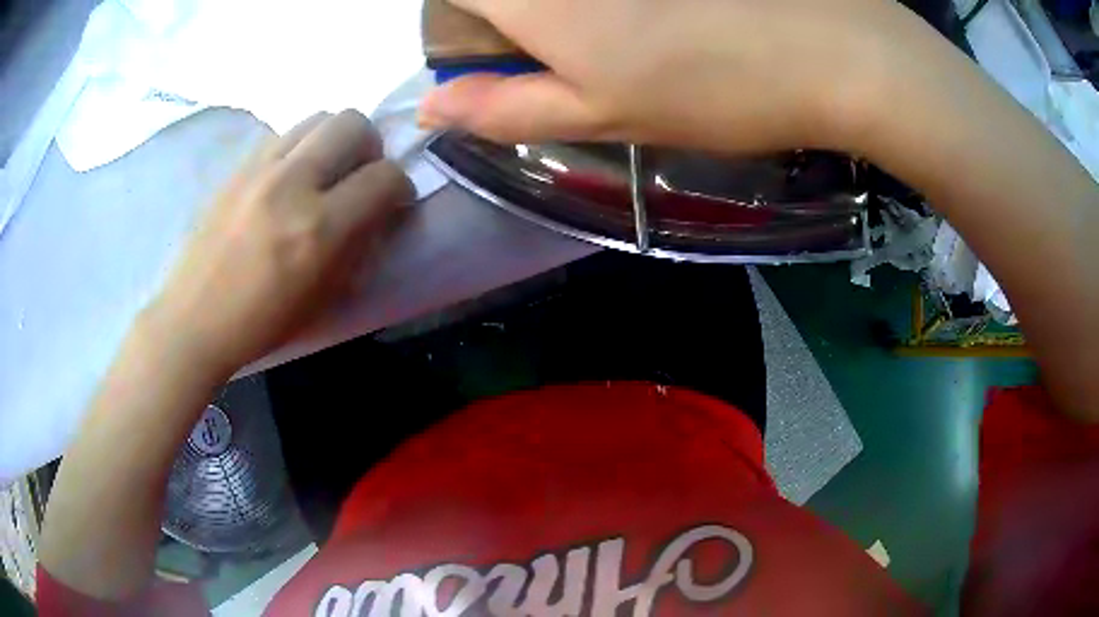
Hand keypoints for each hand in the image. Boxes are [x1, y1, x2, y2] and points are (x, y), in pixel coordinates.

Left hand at [145, 110, 412, 375]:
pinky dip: (301, 147)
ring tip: (325, 172)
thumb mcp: (327, 296)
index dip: (400, 186)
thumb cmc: (263, 322)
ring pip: (319, 117)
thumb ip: (361, 245)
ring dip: (335, 140)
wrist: (195, 318)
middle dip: (370, 147)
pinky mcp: (239, 166)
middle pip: (353, 123)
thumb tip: (380, 211)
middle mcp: (293, 183)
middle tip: (360, 176)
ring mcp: (261, 168)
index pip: (384, 176)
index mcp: (320, 228)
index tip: (393, 201)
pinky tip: (290, 178)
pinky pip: (285, 134)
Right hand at [419, 0, 924, 153]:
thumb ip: (501, 107)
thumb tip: (431, 107)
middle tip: (571, 49)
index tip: (506, 59)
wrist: (834, 49)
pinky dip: (611, 3)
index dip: (466, 31)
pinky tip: (664, 11)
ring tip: (629, 29)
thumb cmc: (713, 86)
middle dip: (515, 18)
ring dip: (570, 11)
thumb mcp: (599, 112)